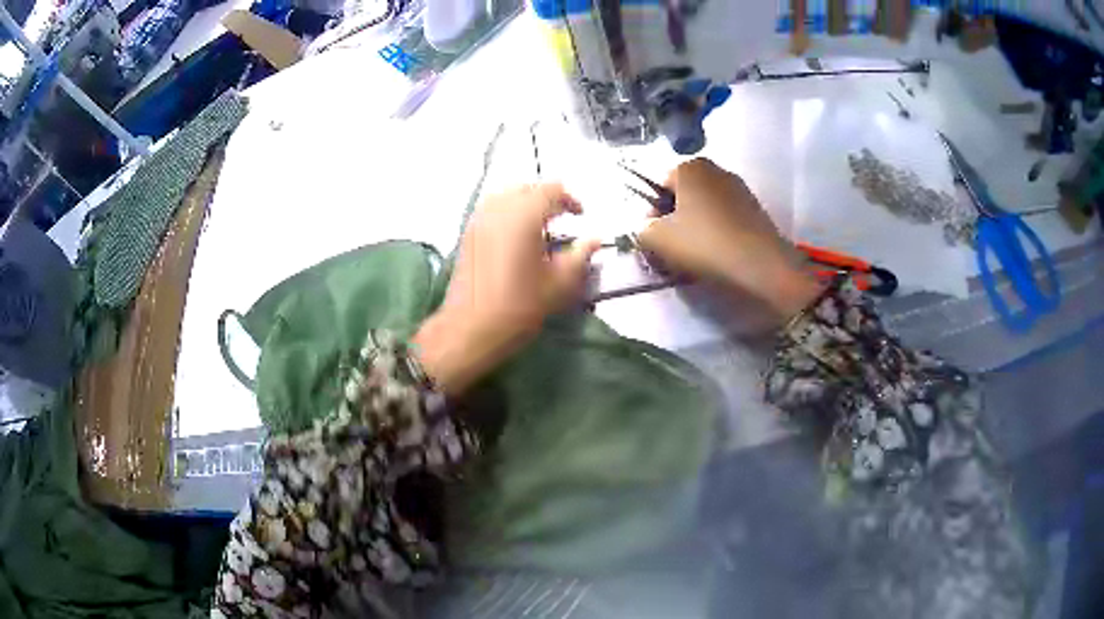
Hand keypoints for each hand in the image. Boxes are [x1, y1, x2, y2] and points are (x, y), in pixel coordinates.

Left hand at [413, 184, 599, 394]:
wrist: (470, 329)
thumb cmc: (518, 308)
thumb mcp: (558, 284)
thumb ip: (580, 256)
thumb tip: (596, 239)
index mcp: (523, 217)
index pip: (550, 191)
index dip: (570, 199)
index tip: (581, 216)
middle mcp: (498, 210)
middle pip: (526, 188)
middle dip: (547, 197)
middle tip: (563, 216)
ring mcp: (478, 220)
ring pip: (506, 195)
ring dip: (526, 201)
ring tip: (541, 223)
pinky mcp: (467, 234)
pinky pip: (491, 208)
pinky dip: (508, 210)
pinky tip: (517, 233)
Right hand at [637, 158, 822, 319]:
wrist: (760, 265)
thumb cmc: (704, 244)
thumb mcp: (658, 239)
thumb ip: (642, 229)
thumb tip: (648, 228)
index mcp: (689, 166)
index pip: (658, 186)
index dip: (652, 214)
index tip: (656, 239)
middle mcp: (715, 169)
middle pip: (684, 196)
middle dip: (675, 219)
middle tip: (673, 249)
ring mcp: (739, 188)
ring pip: (706, 208)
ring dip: (697, 228)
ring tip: (696, 257)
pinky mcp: (756, 210)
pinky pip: (726, 219)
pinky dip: (718, 233)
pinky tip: (718, 256)